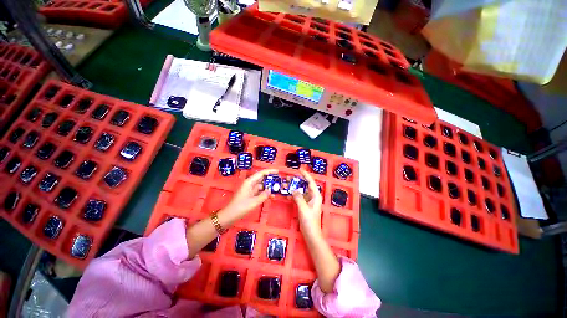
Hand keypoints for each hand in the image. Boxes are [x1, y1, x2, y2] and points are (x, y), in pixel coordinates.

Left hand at [221, 168, 276, 218]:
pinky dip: (265, 193)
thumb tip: (270, 190)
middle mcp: (250, 184)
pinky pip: (260, 192)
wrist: (230, 215)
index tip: (278, 171)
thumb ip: (263, 196)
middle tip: (279, 181)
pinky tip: (271, 196)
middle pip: (262, 179)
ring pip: (262, 186)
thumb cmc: (240, 207)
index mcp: (249, 182)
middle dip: (270, 180)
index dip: (270, 171)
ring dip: (268, 187)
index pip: (261, 173)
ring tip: (277, 189)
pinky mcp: (250, 195)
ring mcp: (250, 190)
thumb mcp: (254, 202)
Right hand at [291, 170, 322, 231]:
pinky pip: (299, 198)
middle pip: (305, 186)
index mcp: (315, 196)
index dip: (306, 175)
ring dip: (294, 188)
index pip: (311, 183)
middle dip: (297, 181)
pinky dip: (294, 196)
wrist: (311, 234)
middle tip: (289, 177)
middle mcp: (313, 197)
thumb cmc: (309, 222)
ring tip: (286, 184)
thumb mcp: (303, 209)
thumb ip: (298, 198)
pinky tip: (287, 195)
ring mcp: (308, 201)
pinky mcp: (304, 206)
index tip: (300, 170)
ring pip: (301, 191)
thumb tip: (294, 190)